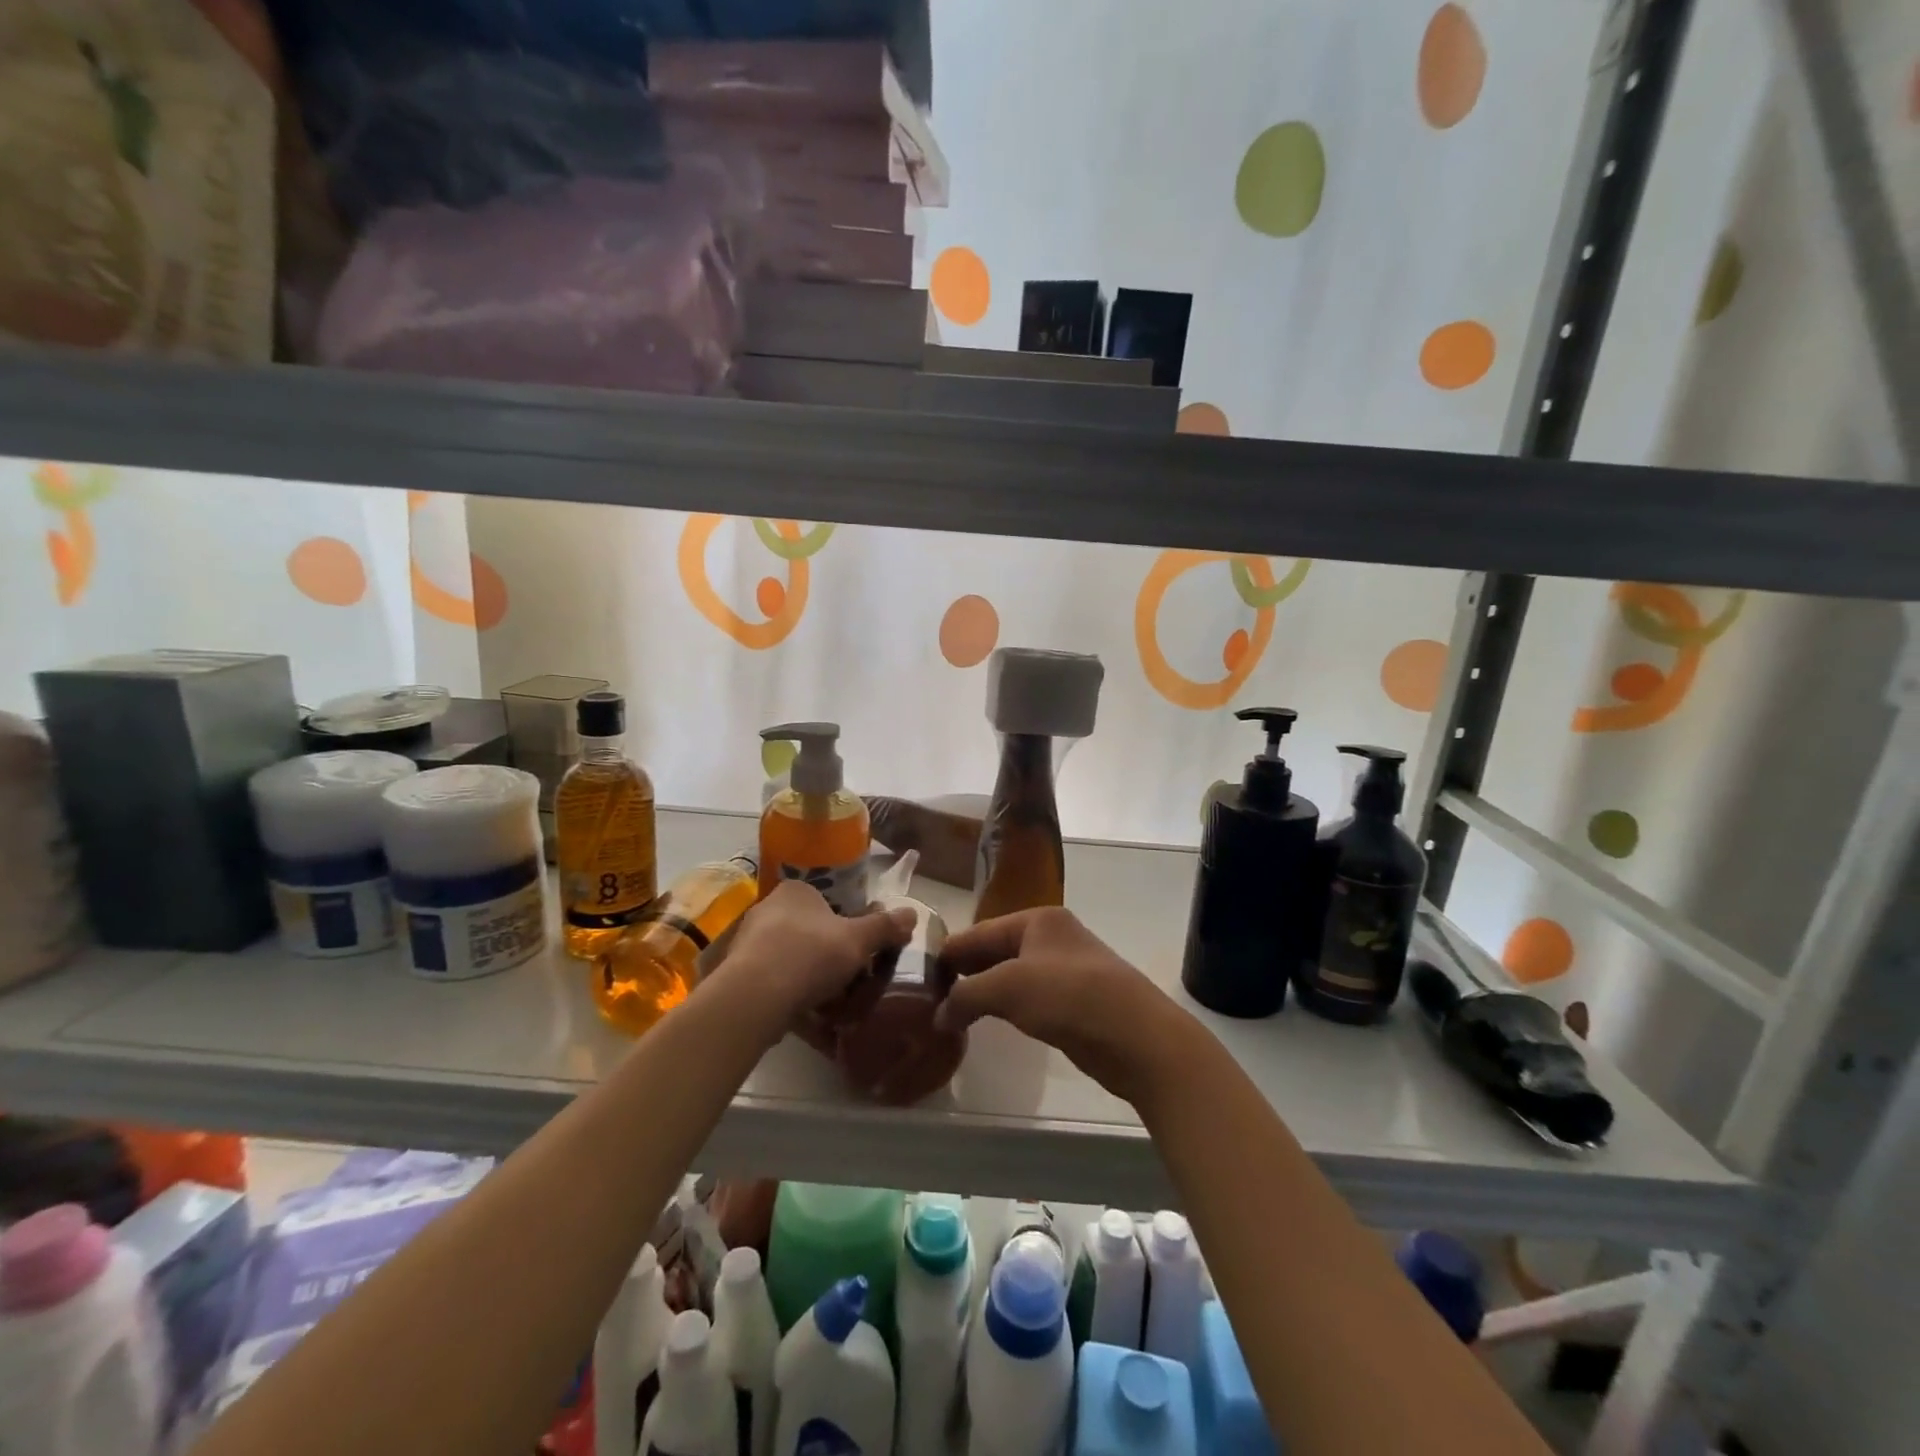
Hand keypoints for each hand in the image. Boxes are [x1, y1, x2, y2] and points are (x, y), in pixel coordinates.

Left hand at [717, 880, 914, 1034]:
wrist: (754, 997)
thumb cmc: (810, 954)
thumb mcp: (858, 940)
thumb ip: (885, 927)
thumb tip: (913, 913)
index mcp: (796, 891)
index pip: (827, 901)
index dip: (847, 924)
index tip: (860, 948)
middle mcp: (768, 908)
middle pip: (810, 930)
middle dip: (829, 953)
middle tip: (850, 977)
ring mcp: (748, 942)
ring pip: (791, 956)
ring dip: (809, 976)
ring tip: (831, 1002)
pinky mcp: (737, 973)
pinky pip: (773, 980)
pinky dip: (790, 993)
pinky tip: (805, 1014)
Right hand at [935, 907, 1203, 1107]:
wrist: (1138, 1037)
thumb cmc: (1070, 997)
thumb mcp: (1009, 988)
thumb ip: (967, 996)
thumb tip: (938, 1015)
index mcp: (1036, 919)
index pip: (979, 932)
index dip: (948, 953)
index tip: (917, 976)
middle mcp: (1050, 936)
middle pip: (995, 950)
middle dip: (964, 972)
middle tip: (928, 997)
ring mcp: (1065, 968)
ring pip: (1011, 975)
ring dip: (984, 992)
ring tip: (951, 1012)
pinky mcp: (1075, 1000)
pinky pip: (1028, 997)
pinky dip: (1006, 1007)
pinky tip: (988, 1022)